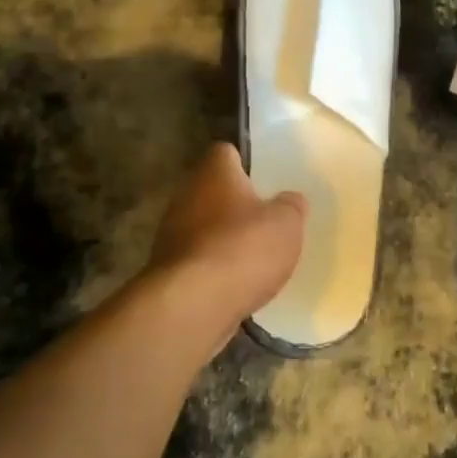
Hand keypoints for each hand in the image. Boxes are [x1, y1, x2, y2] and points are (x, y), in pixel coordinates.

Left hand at [140, 143, 305, 358]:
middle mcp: (186, 195)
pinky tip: (234, 283)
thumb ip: (291, 206)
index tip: (263, 179)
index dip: (245, 163)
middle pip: (212, 190)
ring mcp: (170, 233)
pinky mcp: (166, 269)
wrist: (193, 305)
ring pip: (202, 226)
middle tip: (263, 220)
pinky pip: (197, 259)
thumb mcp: (286, 223)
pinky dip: (213, 267)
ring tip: (252, 257)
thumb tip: (290, 199)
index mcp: (214, 173)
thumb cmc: (243, 248)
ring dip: (223, 238)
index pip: (225, 152)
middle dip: (234, 204)